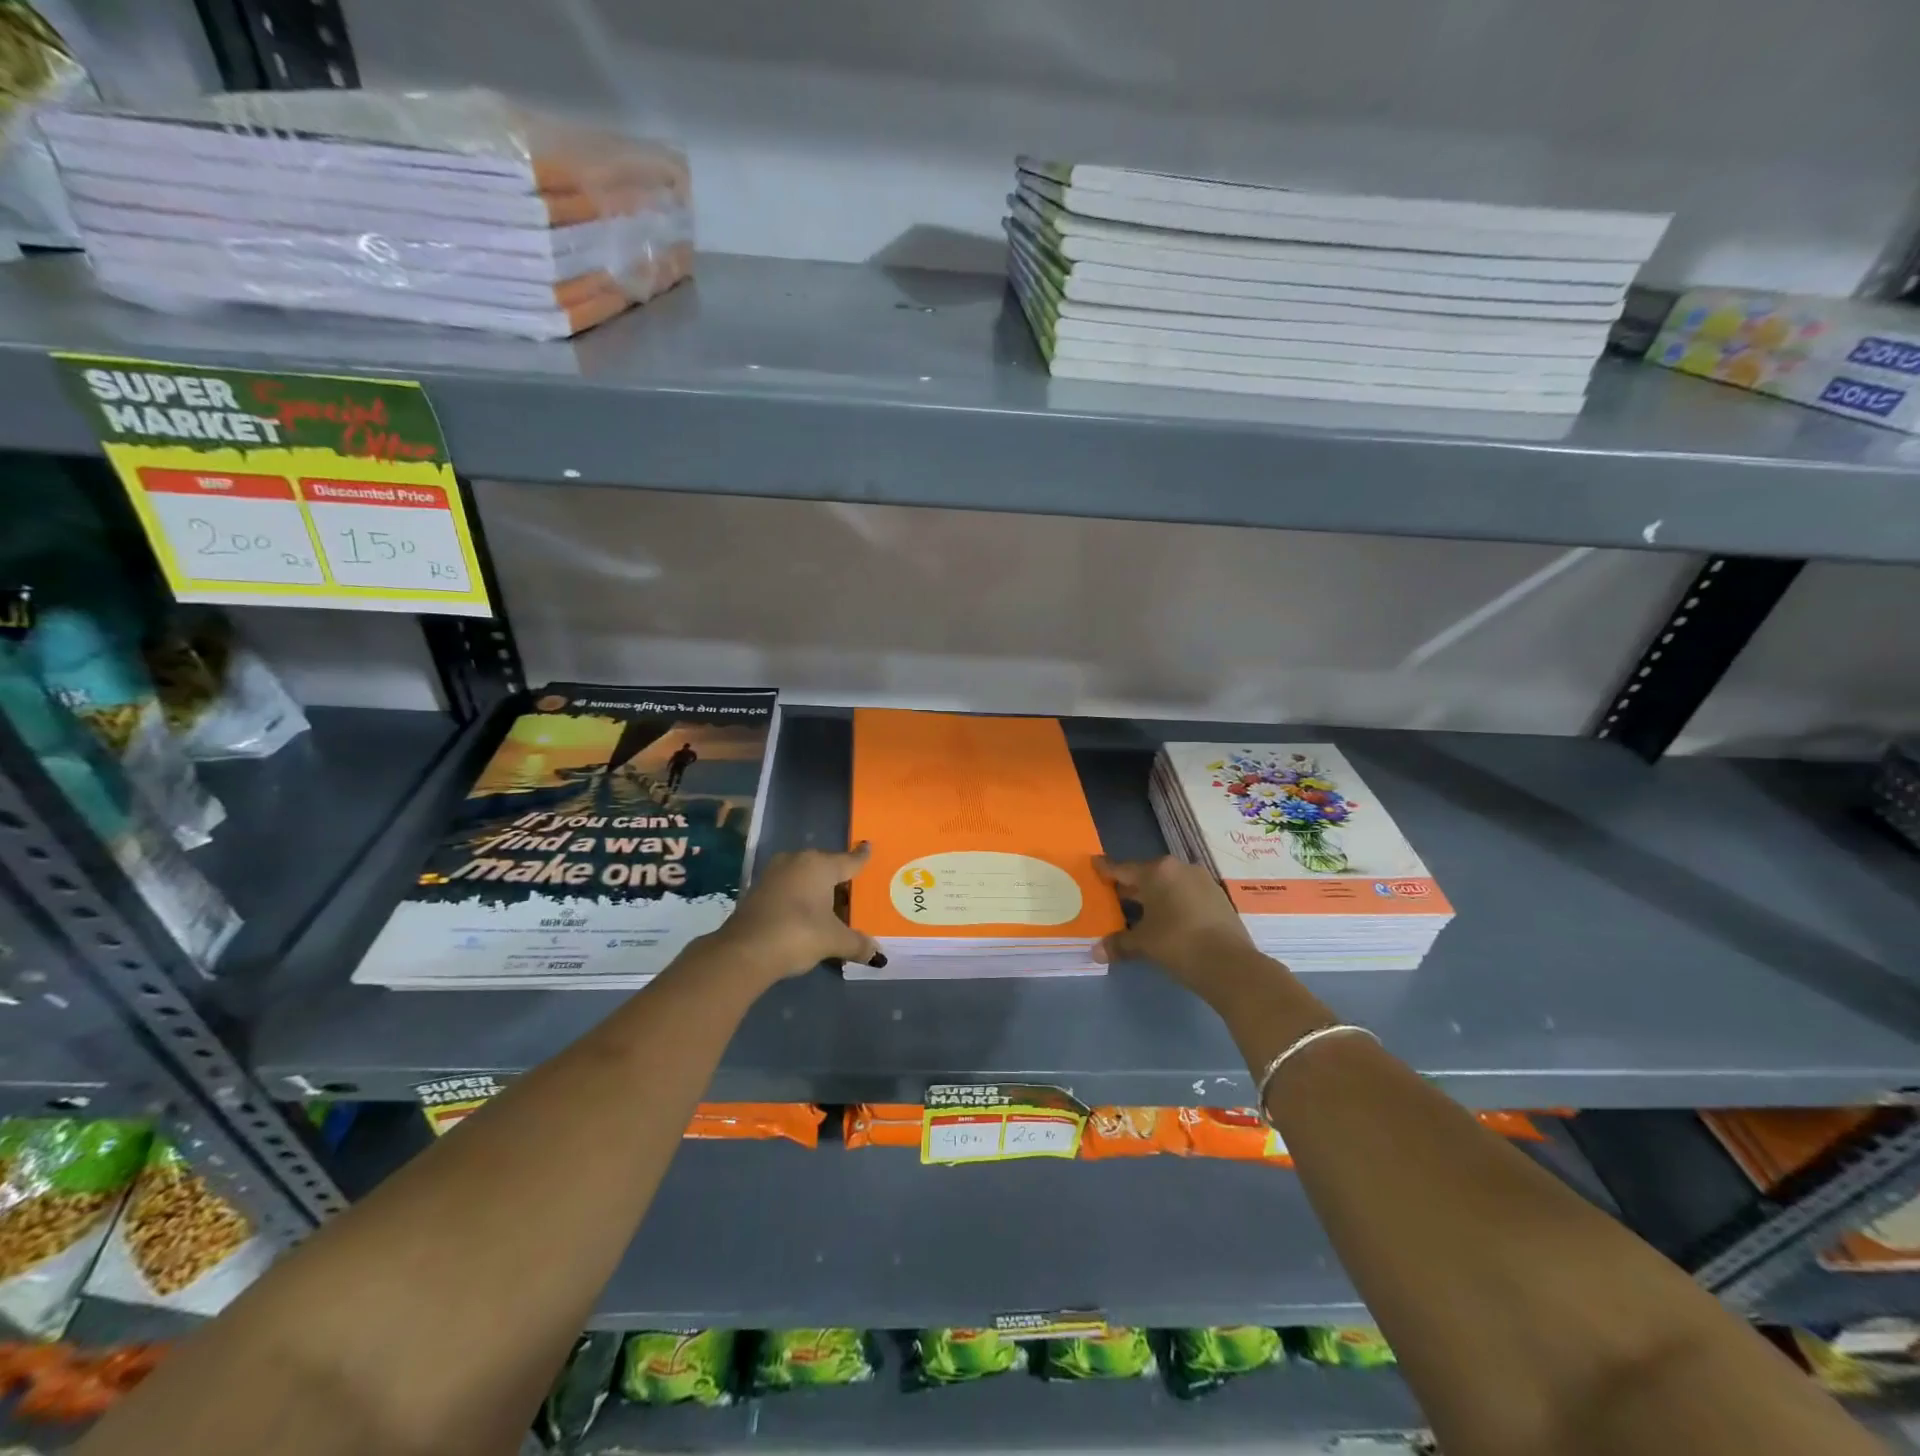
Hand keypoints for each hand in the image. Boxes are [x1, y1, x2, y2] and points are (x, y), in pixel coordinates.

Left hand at [709, 843, 883, 982]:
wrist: (744, 951)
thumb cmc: (798, 934)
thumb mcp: (833, 940)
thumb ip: (857, 944)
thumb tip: (878, 955)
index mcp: (820, 865)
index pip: (848, 860)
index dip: (860, 857)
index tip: (868, 846)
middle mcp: (797, 861)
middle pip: (825, 865)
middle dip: (837, 876)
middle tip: (852, 888)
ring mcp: (773, 874)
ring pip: (803, 875)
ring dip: (815, 887)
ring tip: (830, 902)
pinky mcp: (757, 890)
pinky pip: (788, 887)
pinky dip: (799, 896)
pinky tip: (804, 911)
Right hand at [1093, 855, 1260, 1003]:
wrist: (1230, 964)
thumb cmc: (1178, 943)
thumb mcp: (1143, 944)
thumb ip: (1119, 944)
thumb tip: (1095, 952)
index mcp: (1157, 872)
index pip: (1124, 869)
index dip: (1107, 870)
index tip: (1095, 864)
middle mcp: (1179, 869)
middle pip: (1147, 875)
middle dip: (1131, 887)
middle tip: (1113, 896)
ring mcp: (1202, 881)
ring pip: (1169, 884)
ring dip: (1154, 896)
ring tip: (1139, 911)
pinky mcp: (1218, 897)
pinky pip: (1186, 895)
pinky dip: (1173, 903)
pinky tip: (1168, 920)